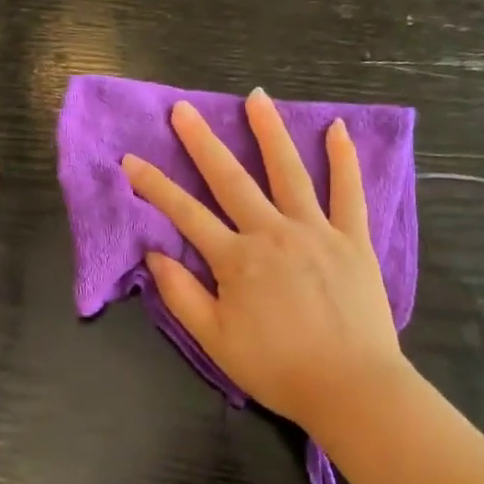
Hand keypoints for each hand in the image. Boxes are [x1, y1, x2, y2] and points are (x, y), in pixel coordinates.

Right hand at [122, 89, 407, 431]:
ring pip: (289, 172)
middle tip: (184, 109)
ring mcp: (316, 231)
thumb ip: (182, 295)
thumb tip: (155, 254)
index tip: (130, 159)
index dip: (154, 186)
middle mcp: (273, 233)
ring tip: (255, 98)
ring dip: (269, 132)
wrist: (348, 386)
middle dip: (203, 142)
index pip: (185, 214)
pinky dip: (343, 159)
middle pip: (231, 179)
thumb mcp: (214, 340)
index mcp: (236, 260)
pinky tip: (337, 129)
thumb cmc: (276, 368)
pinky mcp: (353, 239)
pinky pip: (349, 192)